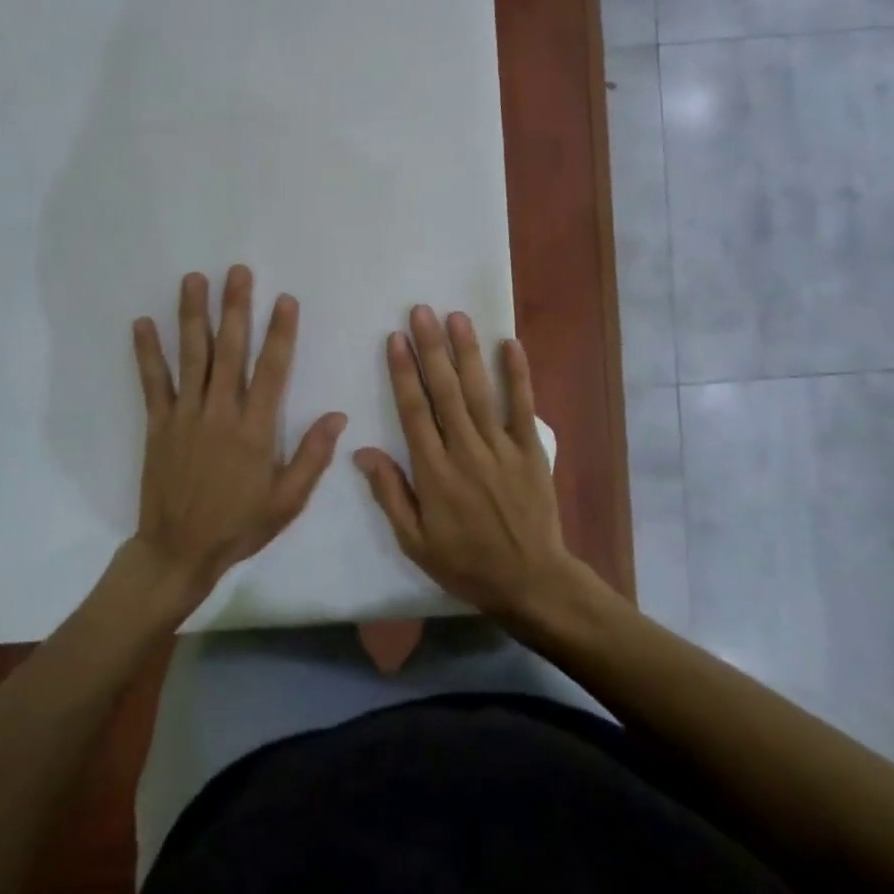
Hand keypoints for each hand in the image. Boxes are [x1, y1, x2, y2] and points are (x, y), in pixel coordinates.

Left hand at [131, 266, 346, 605]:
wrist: (178, 552)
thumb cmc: (239, 526)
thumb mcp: (287, 501)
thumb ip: (312, 456)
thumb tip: (337, 415)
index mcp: (255, 431)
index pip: (272, 371)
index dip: (280, 333)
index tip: (284, 299)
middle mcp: (220, 414)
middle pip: (230, 351)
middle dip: (235, 308)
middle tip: (238, 272)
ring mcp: (185, 416)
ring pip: (192, 357)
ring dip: (193, 316)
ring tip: (194, 279)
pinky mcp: (158, 425)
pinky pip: (153, 383)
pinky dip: (147, 353)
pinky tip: (142, 323)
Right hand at [354, 306, 584, 620]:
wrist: (530, 582)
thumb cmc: (466, 563)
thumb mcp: (415, 542)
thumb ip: (390, 494)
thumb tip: (363, 451)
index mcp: (434, 472)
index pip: (414, 411)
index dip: (403, 372)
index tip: (394, 339)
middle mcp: (466, 451)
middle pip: (445, 391)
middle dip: (431, 348)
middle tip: (420, 311)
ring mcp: (501, 448)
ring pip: (480, 391)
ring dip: (467, 352)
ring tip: (456, 317)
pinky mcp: (530, 450)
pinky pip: (523, 407)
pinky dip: (518, 375)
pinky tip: (510, 344)